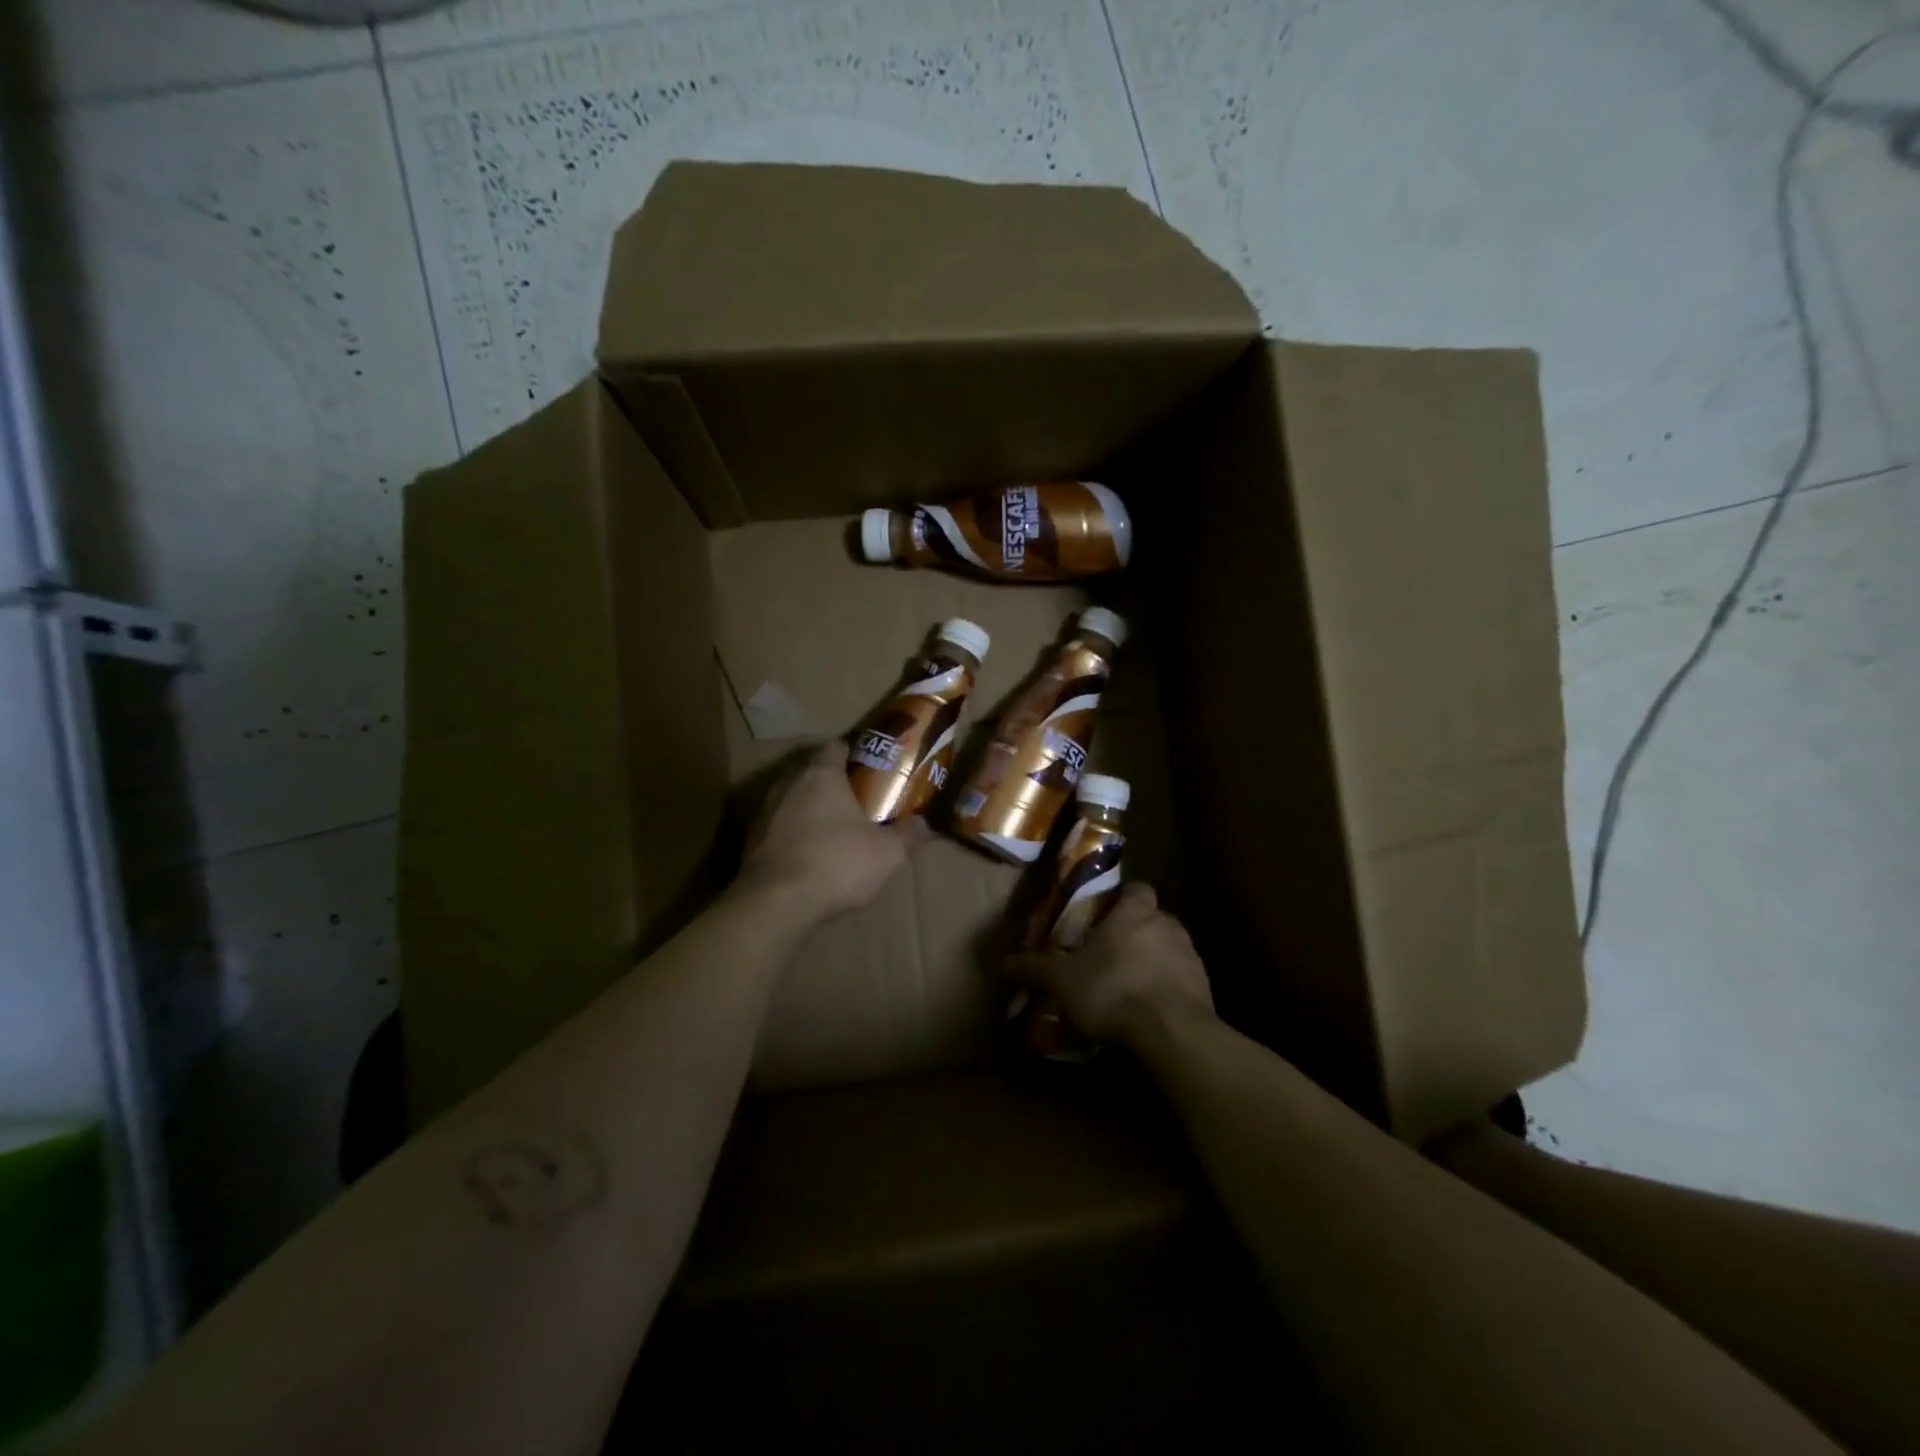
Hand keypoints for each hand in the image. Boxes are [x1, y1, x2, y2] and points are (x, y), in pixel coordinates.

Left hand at [738, 741, 926, 920]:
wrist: (775, 904)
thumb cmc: (836, 864)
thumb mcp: (887, 854)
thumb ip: (909, 835)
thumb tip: (924, 824)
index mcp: (821, 774)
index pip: (836, 746)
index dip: (855, 754)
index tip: (872, 769)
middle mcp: (788, 783)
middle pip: (812, 771)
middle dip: (834, 782)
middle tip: (859, 799)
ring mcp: (765, 811)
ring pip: (793, 798)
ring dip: (811, 808)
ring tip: (835, 828)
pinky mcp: (752, 840)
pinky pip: (780, 826)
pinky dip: (795, 833)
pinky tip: (811, 854)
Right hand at [1007, 883, 1214, 1052]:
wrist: (1172, 1033)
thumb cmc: (1112, 990)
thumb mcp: (1062, 981)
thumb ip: (1035, 968)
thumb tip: (1006, 962)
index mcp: (1135, 912)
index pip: (1136, 889)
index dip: (1122, 899)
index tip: (1106, 915)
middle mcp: (1167, 925)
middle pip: (1153, 919)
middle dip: (1134, 934)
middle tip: (1109, 956)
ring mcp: (1191, 957)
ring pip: (1169, 950)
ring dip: (1152, 962)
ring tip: (1128, 987)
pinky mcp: (1205, 989)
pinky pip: (1182, 981)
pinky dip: (1166, 990)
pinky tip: (1148, 1011)